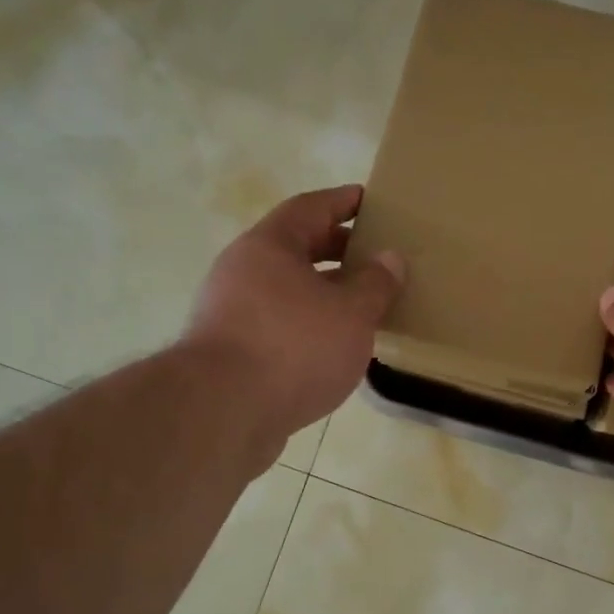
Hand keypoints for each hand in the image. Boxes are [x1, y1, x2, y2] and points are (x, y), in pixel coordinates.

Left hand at [189, 186, 404, 443]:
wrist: (222, 413)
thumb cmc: (294, 346)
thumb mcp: (351, 313)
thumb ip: (376, 284)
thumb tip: (390, 258)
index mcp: (269, 246)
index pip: (311, 207)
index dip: (343, 201)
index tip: (370, 200)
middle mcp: (243, 270)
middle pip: (296, 247)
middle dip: (337, 249)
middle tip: (375, 256)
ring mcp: (230, 311)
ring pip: (287, 288)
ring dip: (324, 291)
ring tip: (363, 304)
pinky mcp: (230, 351)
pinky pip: (279, 322)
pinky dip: (308, 324)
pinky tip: (334, 345)